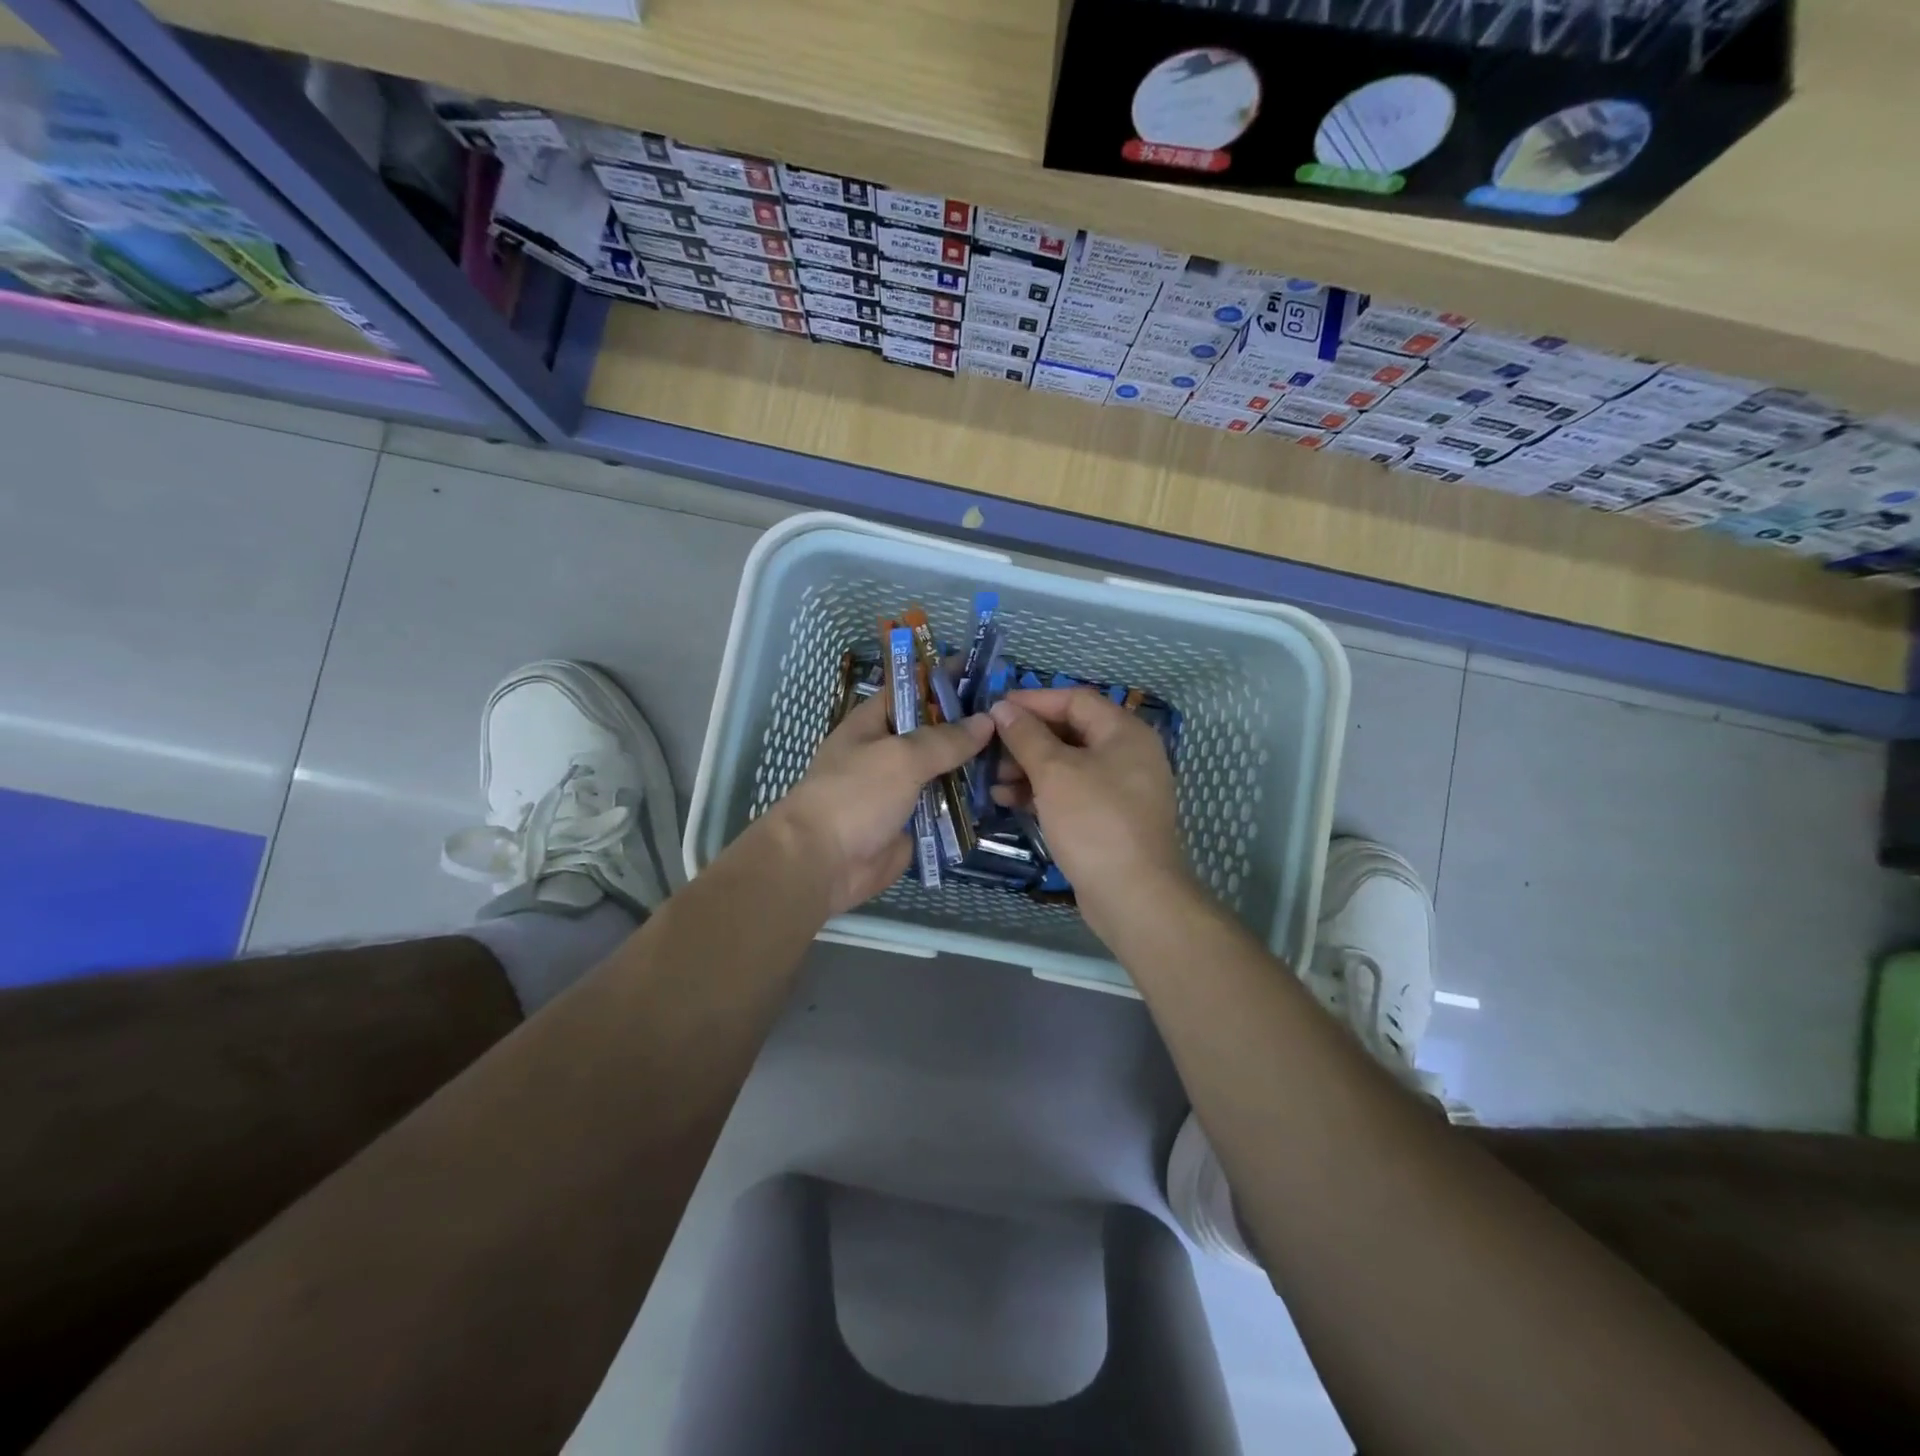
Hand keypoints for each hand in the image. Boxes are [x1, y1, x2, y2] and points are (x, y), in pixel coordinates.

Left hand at [771, 691, 993, 915]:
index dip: (944, 680)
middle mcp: (888, 752)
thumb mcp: (901, 757)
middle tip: (1015, 718)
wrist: (824, 863)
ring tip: (1020, 753)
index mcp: (872, 723)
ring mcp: (902, 789)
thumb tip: (986, 721)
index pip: (912, 690)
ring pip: (946, 770)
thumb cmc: (855, 795)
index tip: (986, 674)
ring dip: (976, 765)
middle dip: (970, 725)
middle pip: (934, 731)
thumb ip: (945, 739)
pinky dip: (971, 802)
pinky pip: (948, 806)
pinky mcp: (915, 822)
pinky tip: (1006, 792)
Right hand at [987, 689, 1194, 941]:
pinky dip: (1042, 792)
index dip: (1033, 701)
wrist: (1134, 896)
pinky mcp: (1109, 819)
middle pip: (1070, 731)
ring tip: (993, 780)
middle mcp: (1128, 754)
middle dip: (1027, 739)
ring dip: (1029, 768)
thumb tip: (1003, 709)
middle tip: (990, 750)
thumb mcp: (1055, 772)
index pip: (1075, 699)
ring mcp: (1121, 789)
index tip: (995, 708)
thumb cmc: (1094, 822)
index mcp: (1124, 732)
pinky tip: (1010, 800)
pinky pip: (1071, 792)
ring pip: (1068, 765)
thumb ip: (1026, 736)